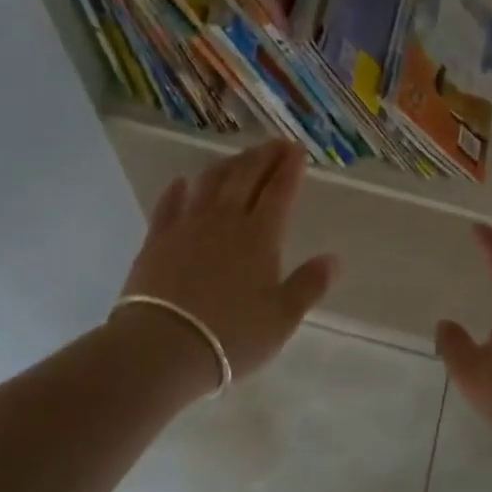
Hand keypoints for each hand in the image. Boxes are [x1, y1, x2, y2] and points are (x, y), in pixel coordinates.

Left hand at [117, 140, 337, 391]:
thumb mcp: (282, 318)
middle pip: (246, 177)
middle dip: (264, 156)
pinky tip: (183, 182)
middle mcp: (226, 220)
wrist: (163, 348)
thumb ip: (309, 285)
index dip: (290, 168)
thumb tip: (335, 259)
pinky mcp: (157, 239)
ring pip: (210, 182)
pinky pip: (169, 204)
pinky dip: (178, 189)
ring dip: (228, 165)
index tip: (298, 150)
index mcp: (261, 236)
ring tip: (239, 157)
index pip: (279, 191)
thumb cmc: (231, 336)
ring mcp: (188, 225)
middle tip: (276, 143)